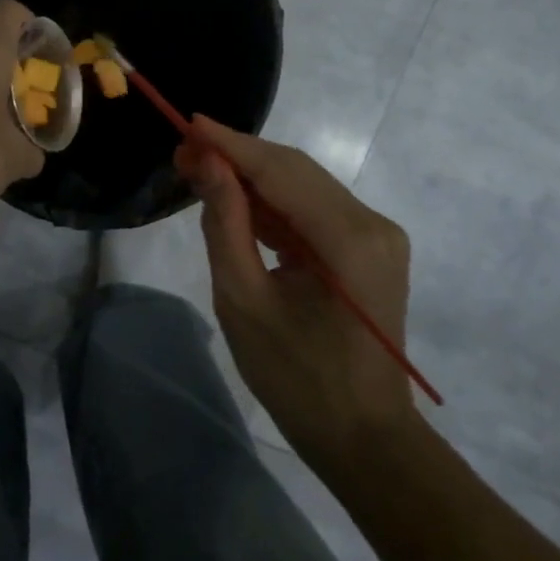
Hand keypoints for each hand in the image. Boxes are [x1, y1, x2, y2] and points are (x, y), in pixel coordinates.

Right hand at [177, 116, 417, 455]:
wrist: (363, 438)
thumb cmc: (296, 377)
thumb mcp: (243, 300)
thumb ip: (225, 223)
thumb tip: (204, 162)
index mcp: (349, 238)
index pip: (281, 171)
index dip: (230, 144)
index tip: (186, 122)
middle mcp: (372, 223)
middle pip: (295, 171)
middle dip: (237, 156)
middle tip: (183, 151)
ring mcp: (376, 236)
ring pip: (303, 186)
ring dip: (252, 178)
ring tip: (198, 172)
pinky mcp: (368, 249)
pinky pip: (313, 211)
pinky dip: (273, 204)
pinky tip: (236, 202)